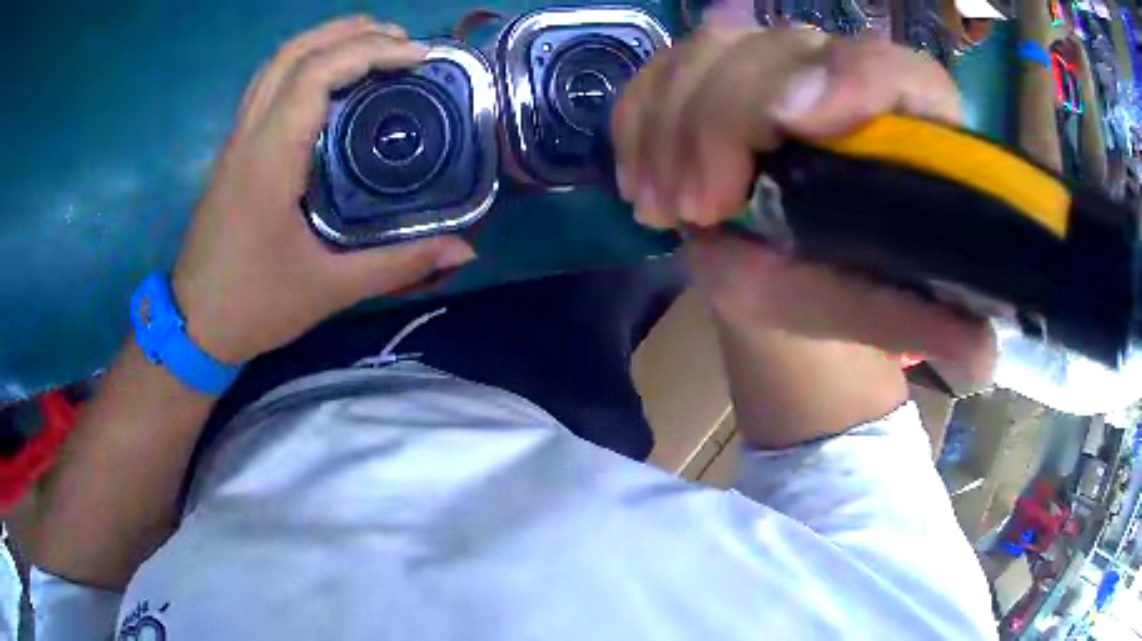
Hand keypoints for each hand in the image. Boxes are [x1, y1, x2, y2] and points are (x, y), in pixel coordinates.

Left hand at [172, 17, 475, 363]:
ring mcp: (235, 141)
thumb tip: (463, 248)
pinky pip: (266, 86)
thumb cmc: (253, 306)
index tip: (417, 56)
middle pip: (292, 53)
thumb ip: (397, 265)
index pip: (316, 74)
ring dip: (323, 41)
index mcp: (269, 158)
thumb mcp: (328, 289)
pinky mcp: (232, 153)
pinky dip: (301, 65)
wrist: (192, 328)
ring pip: (274, 64)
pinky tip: (328, 80)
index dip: (370, 51)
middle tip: (400, 40)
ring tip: (370, 42)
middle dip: (349, 33)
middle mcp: (248, 136)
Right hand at [613, 27, 993, 376]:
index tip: (792, 124)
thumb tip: (983, 353)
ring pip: (709, 49)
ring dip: (670, 124)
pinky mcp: (711, 74)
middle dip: (724, 119)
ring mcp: (768, 64)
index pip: (897, 70)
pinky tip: (642, 180)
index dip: (853, 77)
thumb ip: (928, 324)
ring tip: (667, 205)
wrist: (778, 267)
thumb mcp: (877, 311)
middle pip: (780, 48)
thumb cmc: (838, 286)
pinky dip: (637, 119)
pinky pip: (660, 70)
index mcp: (905, 124)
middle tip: (699, 206)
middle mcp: (839, 74)